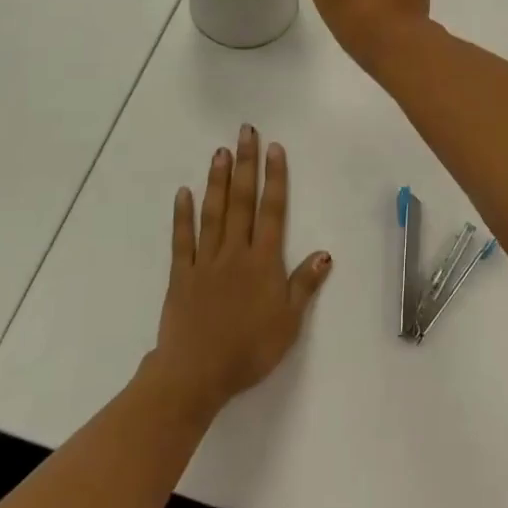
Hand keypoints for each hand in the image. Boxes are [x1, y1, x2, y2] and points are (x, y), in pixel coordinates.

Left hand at [150, 127, 330, 421]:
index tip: (274, 149)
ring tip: (220, 151)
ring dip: (217, 180)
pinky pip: (183, 239)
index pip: (273, 211)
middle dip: (246, 165)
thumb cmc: (249, 350)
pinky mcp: (182, 275)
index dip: (275, 178)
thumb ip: (304, 285)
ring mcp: (206, 261)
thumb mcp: (289, 323)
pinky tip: (184, 192)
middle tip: (246, 133)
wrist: (196, 374)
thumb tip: (325, 253)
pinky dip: (183, 215)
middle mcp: (235, 252)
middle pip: (242, 201)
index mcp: (263, 262)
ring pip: (214, 213)